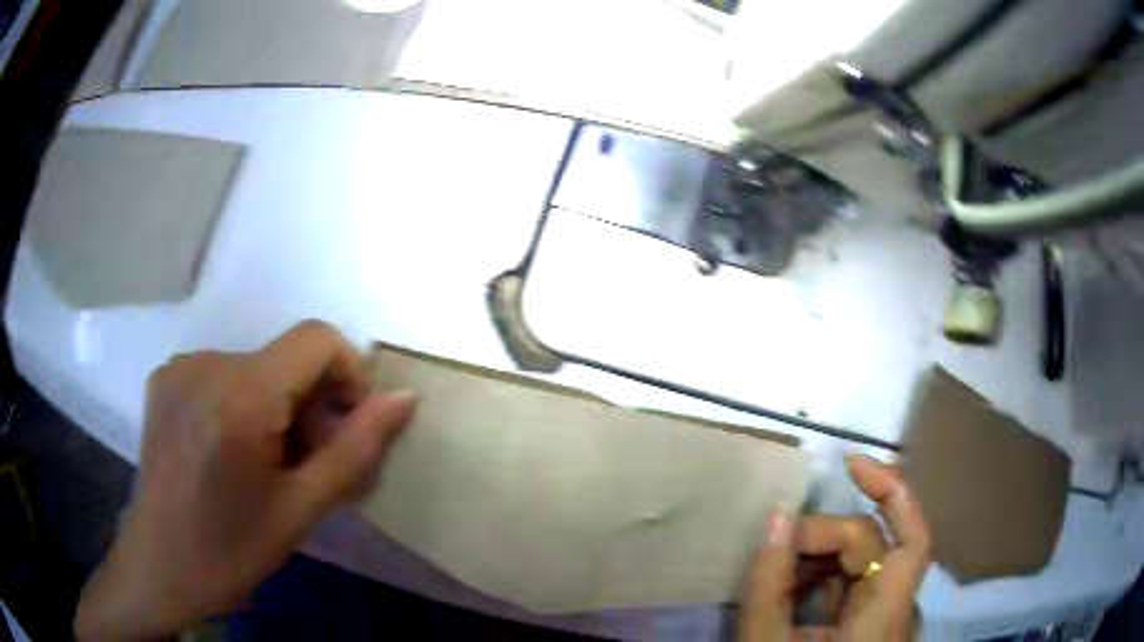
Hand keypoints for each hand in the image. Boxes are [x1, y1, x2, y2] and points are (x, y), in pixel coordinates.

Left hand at [74, 321, 416, 640]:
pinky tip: (230, 451)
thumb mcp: (302, 509)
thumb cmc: (232, 550)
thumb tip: (403, 399)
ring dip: (277, 406)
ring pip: (255, 366)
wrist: (161, 566)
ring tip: (267, 463)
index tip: (347, 427)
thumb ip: (356, 449)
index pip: (316, 339)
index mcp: (240, 396)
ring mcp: (179, 367)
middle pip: (285, 357)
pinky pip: (223, 373)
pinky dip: (243, 402)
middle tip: (308, 463)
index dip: (347, 374)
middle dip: (312, 403)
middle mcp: (205, 363)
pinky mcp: (165, 378)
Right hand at [738, 455, 930, 640]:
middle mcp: (896, 611)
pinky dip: (820, 581)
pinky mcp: (869, 627)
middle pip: (875, 547)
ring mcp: (884, 620)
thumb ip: (768, 586)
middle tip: (774, 549)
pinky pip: (852, 589)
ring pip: (863, 566)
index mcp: (885, 618)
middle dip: (823, 538)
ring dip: (818, 560)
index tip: (849, 463)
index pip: (914, 538)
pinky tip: (788, 593)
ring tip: (774, 574)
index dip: (892, 490)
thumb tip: (777, 517)